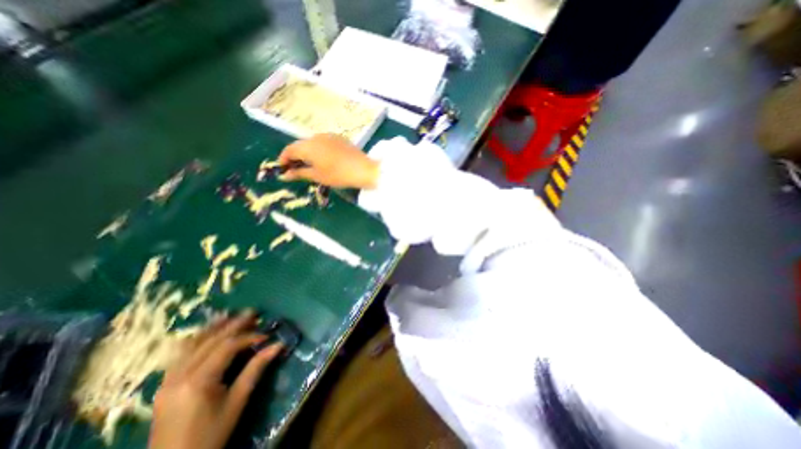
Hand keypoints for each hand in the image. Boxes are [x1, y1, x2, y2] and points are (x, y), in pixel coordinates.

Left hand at [148, 313, 281, 448]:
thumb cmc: (211, 435)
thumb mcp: (237, 402)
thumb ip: (256, 369)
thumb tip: (278, 345)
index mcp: (198, 381)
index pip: (227, 347)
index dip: (249, 337)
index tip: (266, 334)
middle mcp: (179, 375)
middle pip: (210, 341)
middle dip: (233, 325)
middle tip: (252, 312)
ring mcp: (167, 380)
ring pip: (191, 344)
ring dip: (213, 328)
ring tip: (229, 315)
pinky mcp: (164, 385)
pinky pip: (180, 355)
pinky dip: (196, 340)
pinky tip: (206, 334)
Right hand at [277, 134, 379, 189]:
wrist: (363, 169)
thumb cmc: (337, 175)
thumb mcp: (317, 176)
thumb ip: (299, 174)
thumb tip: (284, 176)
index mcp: (307, 146)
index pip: (289, 150)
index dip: (283, 159)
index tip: (282, 169)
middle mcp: (316, 137)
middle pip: (300, 145)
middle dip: (295, 156)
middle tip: (295, 169)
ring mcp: (329, 136)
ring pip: (311, 143)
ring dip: (307, 153)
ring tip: (309, 165)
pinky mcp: (339, 138)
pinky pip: (323, 142)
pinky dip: (318, 150)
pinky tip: (323, 159)